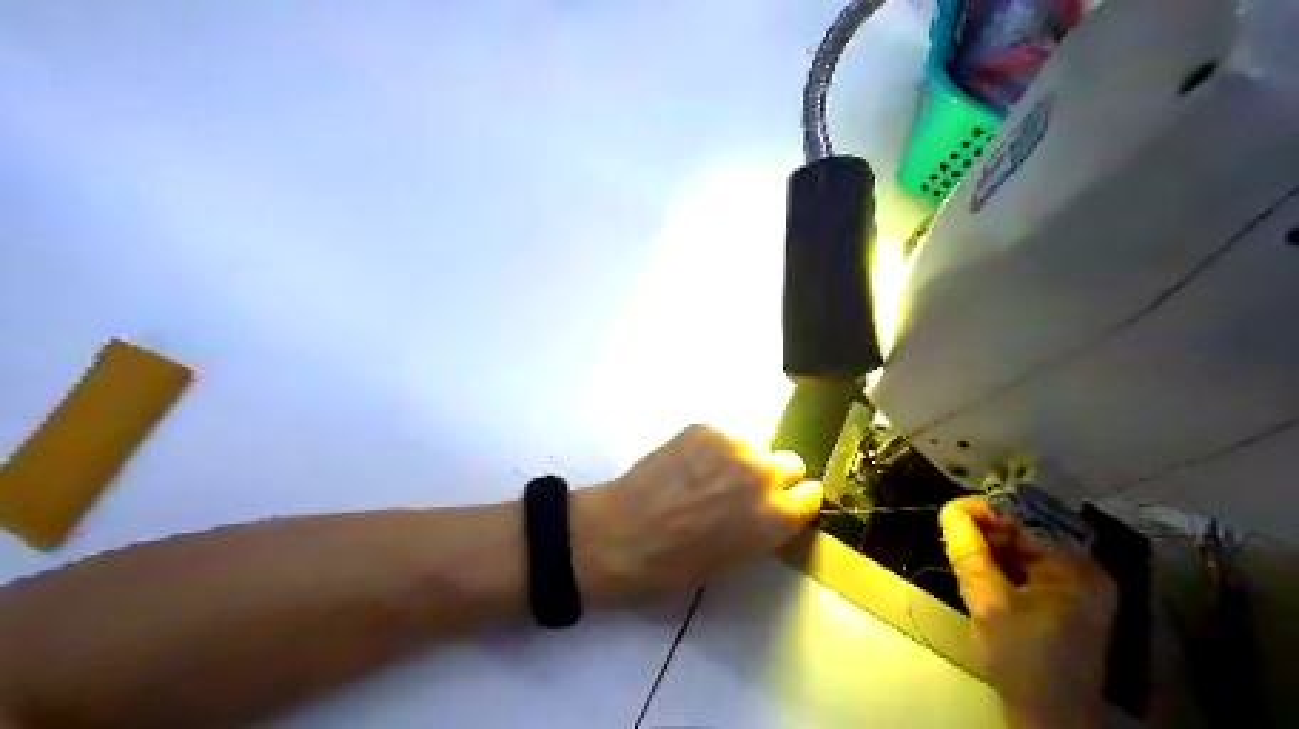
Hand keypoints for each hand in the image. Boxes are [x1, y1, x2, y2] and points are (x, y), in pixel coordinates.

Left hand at [571, 423, 814, 599]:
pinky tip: (687, 466)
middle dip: (775, 476)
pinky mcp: (704, 429)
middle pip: (791, 462)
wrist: (622, 534)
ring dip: (743, 460)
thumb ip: (761, 528)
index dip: (795, 501)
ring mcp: (733, 446)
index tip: (782, 505)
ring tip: (709, 476)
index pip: (812, 494)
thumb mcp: (733, 558)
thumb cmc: (675, 565)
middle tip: (745, 490)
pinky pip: (723, 436)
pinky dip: (712, 449)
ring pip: (755, 445)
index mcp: (777, 516)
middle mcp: (764, 474)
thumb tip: (767, 510)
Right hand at [947, 493, 1116, 725]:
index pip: (1028, 520)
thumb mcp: (990, 604)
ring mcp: (1071, 588)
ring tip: (957, 548)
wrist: (1049, 721)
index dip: (987, 510)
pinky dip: (996, 566)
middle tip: (949, 532)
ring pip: (1020, 551)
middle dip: (985, 530)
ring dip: (988, 548)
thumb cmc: (1024, 661)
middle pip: (1025, 533)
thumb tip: (949, 510)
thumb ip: (970, 554)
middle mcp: (1081, 571)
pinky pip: (1022, 569)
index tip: (949, 511)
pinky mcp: (1058, 602)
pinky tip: (974, 567)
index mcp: (1077, 568)